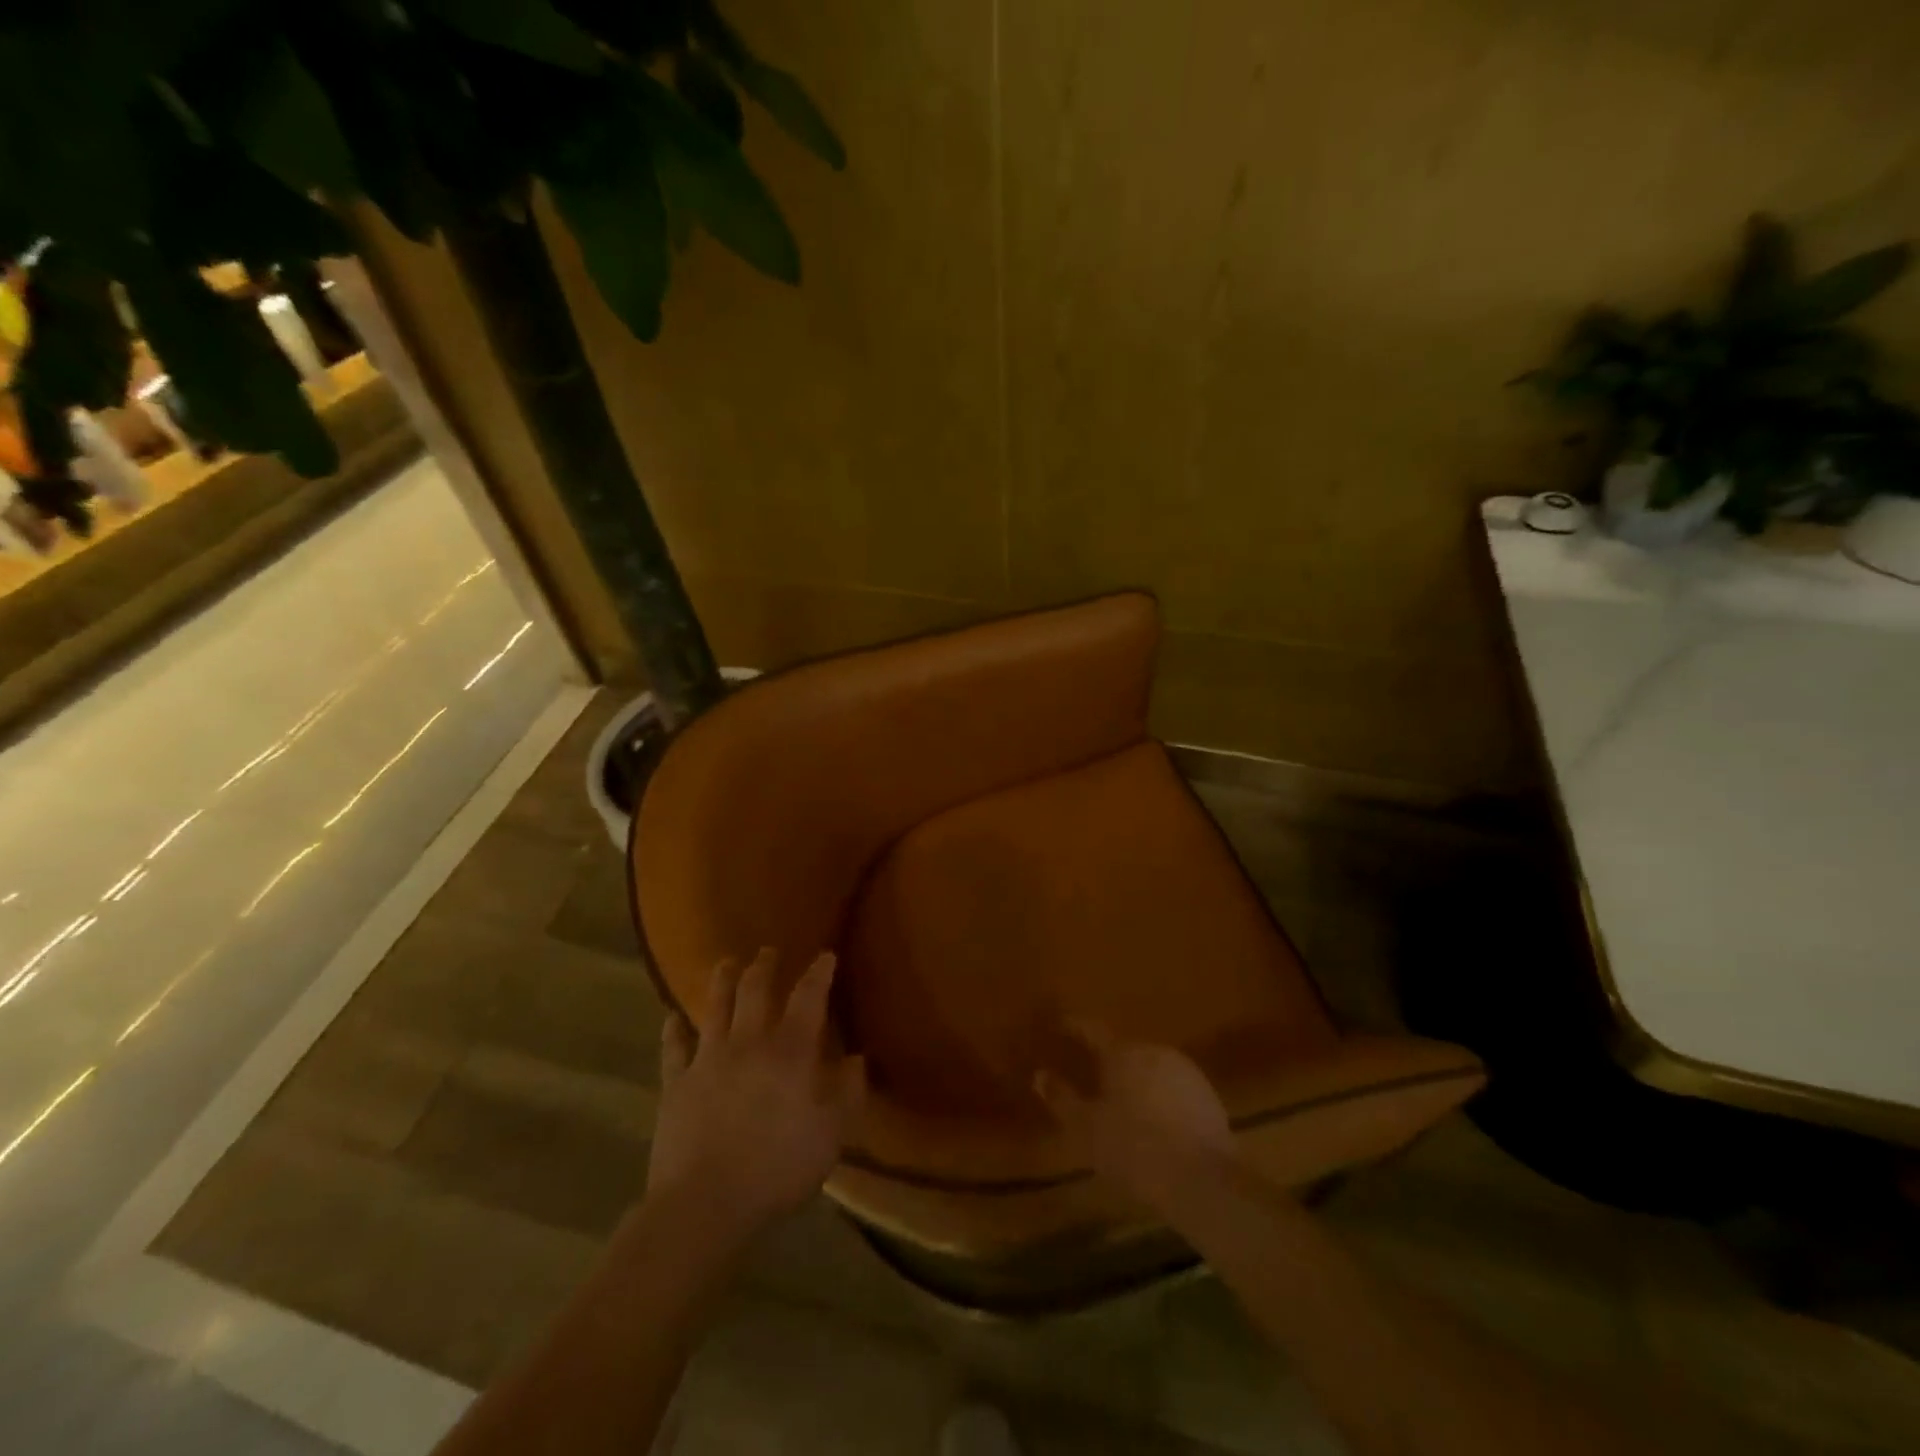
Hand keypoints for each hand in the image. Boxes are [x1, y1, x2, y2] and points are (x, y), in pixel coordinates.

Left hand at [645, 948, 864, 1244]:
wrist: (705, 1202)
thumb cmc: (778, 1166)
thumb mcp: (832, 1134)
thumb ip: (849, 1092)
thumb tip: (859, 1059)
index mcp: (791, 1050)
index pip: (809, 997)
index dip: (819, 973)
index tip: (825, 956)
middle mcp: (749, 1042)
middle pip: (756, 990)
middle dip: (765, 966)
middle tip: (768, 951)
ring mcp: (708, 1059)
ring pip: (714, 1007)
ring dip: (722, 980)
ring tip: (726, 963)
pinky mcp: (675, 1084)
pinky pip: (673, 1048)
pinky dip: (672, 1030)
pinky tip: (671, 1018)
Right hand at [1034, 1021, 1236, 1214]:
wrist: (1203, 1180)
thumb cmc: (1134, 1149)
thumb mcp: (1086, 1129)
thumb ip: (1062, 1098)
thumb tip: (1040, 1074)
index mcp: (1123, 1052)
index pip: (1093, 1029)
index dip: (1075, 1027)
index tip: (1061, 1024)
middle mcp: (1155, 1051)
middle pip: (1125, 1050)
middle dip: (1108, 1061)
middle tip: (1092, 1077)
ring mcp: (1186, 1072)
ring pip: (1151, 1069)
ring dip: (1136, 1080)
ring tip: (1124, 1103)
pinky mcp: (1208, 1096)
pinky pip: (1174, 1088)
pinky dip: (1160, 1098)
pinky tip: (1156, 1123)